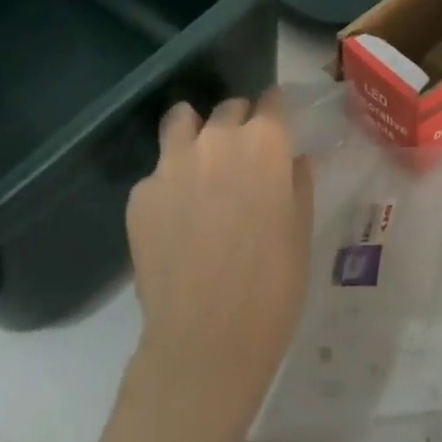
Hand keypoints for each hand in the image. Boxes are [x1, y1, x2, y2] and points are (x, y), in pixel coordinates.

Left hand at [128, 92, 314, 403]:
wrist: (206, 340)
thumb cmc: (273, 285)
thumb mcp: (301, 230)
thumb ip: (297, 183)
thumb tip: (295, 161)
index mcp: (265, 142)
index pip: (272, 100)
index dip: (275, 113)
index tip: (277, 128)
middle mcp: (218, 138)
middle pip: (229, 108)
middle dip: (238, 123)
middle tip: (243, 158)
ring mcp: (172, 163)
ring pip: (181, 120)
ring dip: (194, 132)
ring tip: (199, 162)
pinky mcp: (140, 194)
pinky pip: (157, 172)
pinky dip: (169, 182)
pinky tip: (175, 218)